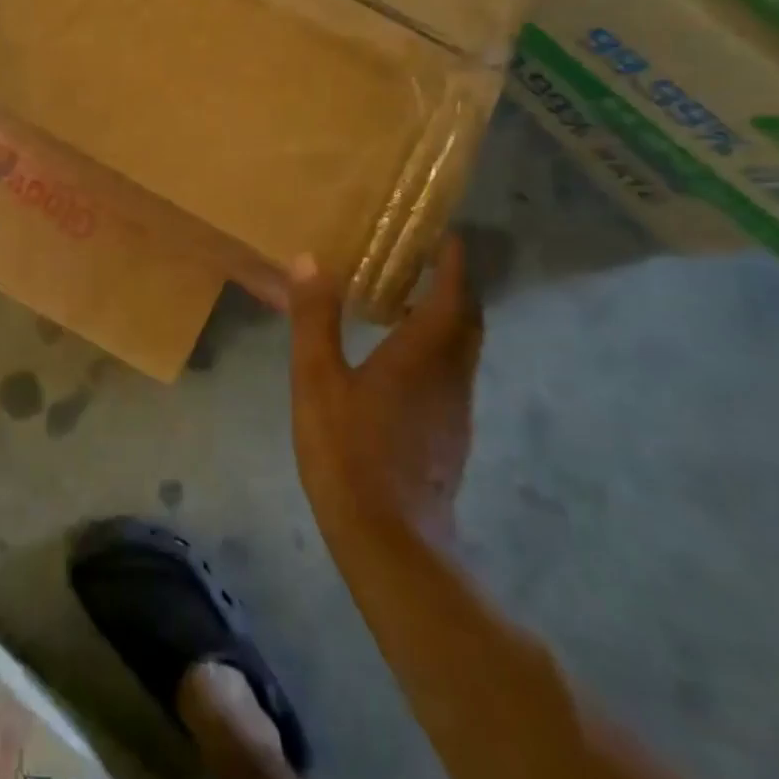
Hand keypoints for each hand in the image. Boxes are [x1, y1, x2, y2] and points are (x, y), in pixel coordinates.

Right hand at [288, 237, 483, 542]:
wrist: (391, 541)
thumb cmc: (349, 451)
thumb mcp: (317, 380)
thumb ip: (315, 320)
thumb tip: (310, 260)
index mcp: (424, 353)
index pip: (453, 293)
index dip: (453, 262)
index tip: (446, 236)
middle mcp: (451, 375)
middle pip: (467, 319)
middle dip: (454, 287)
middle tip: (426, 263)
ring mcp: (455, 409)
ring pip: (462, 350)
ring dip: (446, 320)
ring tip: (407, 305)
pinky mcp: (451, 437)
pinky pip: (451, 376)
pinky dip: (437, 352)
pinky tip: (401, 364)